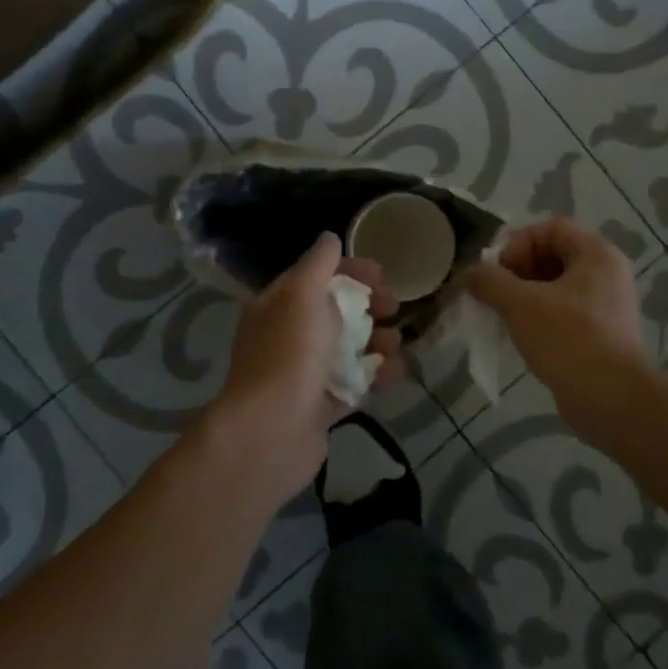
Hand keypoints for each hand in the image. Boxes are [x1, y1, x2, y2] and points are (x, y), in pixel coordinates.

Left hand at [199, 232, 403, 504]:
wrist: (271, 431)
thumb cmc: (289, 352)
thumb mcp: (302, 294)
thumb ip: (318, 264)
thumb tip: (329, 237)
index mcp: (278, 305)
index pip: (316, 276)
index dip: (349, 270)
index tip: (381, 275)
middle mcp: (288, 335)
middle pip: (335, 311)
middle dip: (368, 306)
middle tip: (394, 308)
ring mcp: (303, 373)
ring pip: (347, 348)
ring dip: (376, 342)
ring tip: (395, 344)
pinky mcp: (320, 407)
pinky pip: (353, 384)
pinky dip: (375, 376)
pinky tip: (395, 372)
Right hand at [465, 218, 643, 434]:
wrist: (613, 401)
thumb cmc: (568, 340)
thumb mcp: (520, 304)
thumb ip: (488, 281)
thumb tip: (468, 276)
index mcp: (596, 254)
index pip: (549, 228)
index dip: (517, 243)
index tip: (498, 272)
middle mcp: (606, 273)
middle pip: (551, 255)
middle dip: (517, 271)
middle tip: (496, 295)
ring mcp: (606, 305)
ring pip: (554, 286)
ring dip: (523, 296)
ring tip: (503, 317)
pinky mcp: (601, 333)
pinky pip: (563, 312)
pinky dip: (538, 317)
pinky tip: (521, 337)